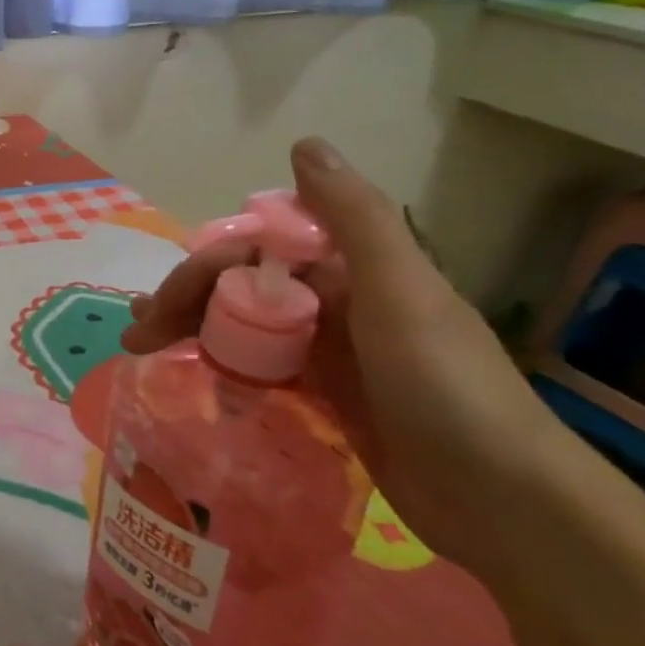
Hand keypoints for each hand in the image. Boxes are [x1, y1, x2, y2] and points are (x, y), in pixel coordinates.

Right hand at [122, 138, 568, 573]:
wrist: (503, 501)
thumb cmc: (446, 386)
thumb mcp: (401, 291)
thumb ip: (353, 217)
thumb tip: (304, 144)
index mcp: (350, 267)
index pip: (256, 248)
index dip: (207, 266)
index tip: (168, 302)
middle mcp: (334, 300)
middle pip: (241, 285)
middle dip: (186, 299)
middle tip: (140, 332)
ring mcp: (328, 349)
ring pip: (243, 323)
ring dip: (193, 327)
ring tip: (144, 343)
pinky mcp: (324, 395)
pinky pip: (259, 366)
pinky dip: (222, 364)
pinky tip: (191, 374)